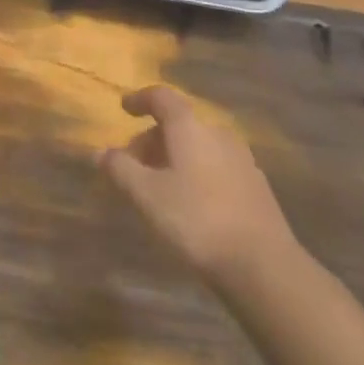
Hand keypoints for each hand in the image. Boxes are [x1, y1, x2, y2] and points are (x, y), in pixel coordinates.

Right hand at [101, 85, 301, 284]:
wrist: (263, 267)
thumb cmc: (196, 220)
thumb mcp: (146, 195)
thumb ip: (120, 169)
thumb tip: (100, 153)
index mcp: (190, 127)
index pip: (161, 97)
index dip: (139, 100)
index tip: (124, 109)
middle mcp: (218, 134)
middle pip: (179, 124)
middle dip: (152, 138)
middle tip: (133, 163)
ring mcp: (242, 160)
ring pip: (199, 147)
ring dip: (175, 157)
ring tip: (158, 185)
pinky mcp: (256, 188)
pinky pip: (216, 167)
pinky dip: (196, 173)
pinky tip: (190, 203)